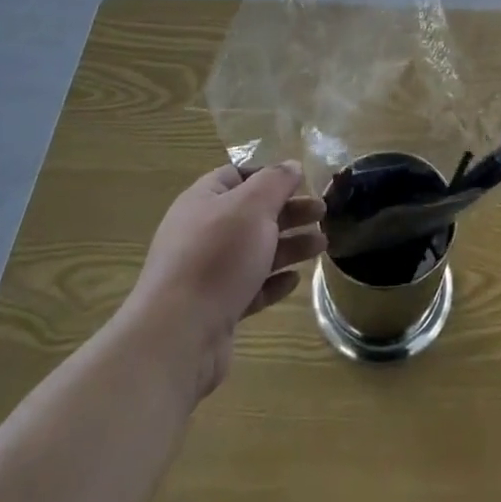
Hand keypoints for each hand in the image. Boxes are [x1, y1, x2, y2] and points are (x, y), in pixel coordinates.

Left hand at [126, 161, 324, 400]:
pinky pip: (249, 287)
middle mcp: (202, 233)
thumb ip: (276, 181)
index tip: (301, 181)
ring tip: (322, 245)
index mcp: (203, 201)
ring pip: (254, 251)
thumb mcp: (253, 206)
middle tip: (322, 213)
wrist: (177, 336)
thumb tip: (291, 165)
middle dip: (288, 212)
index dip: (269, 175)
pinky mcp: (215, 308)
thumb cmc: (217, 256)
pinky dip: (273, 281)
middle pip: (251, 214)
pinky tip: (294, 280)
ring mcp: (206, 273)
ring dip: (289, 246)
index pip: (237, 175)